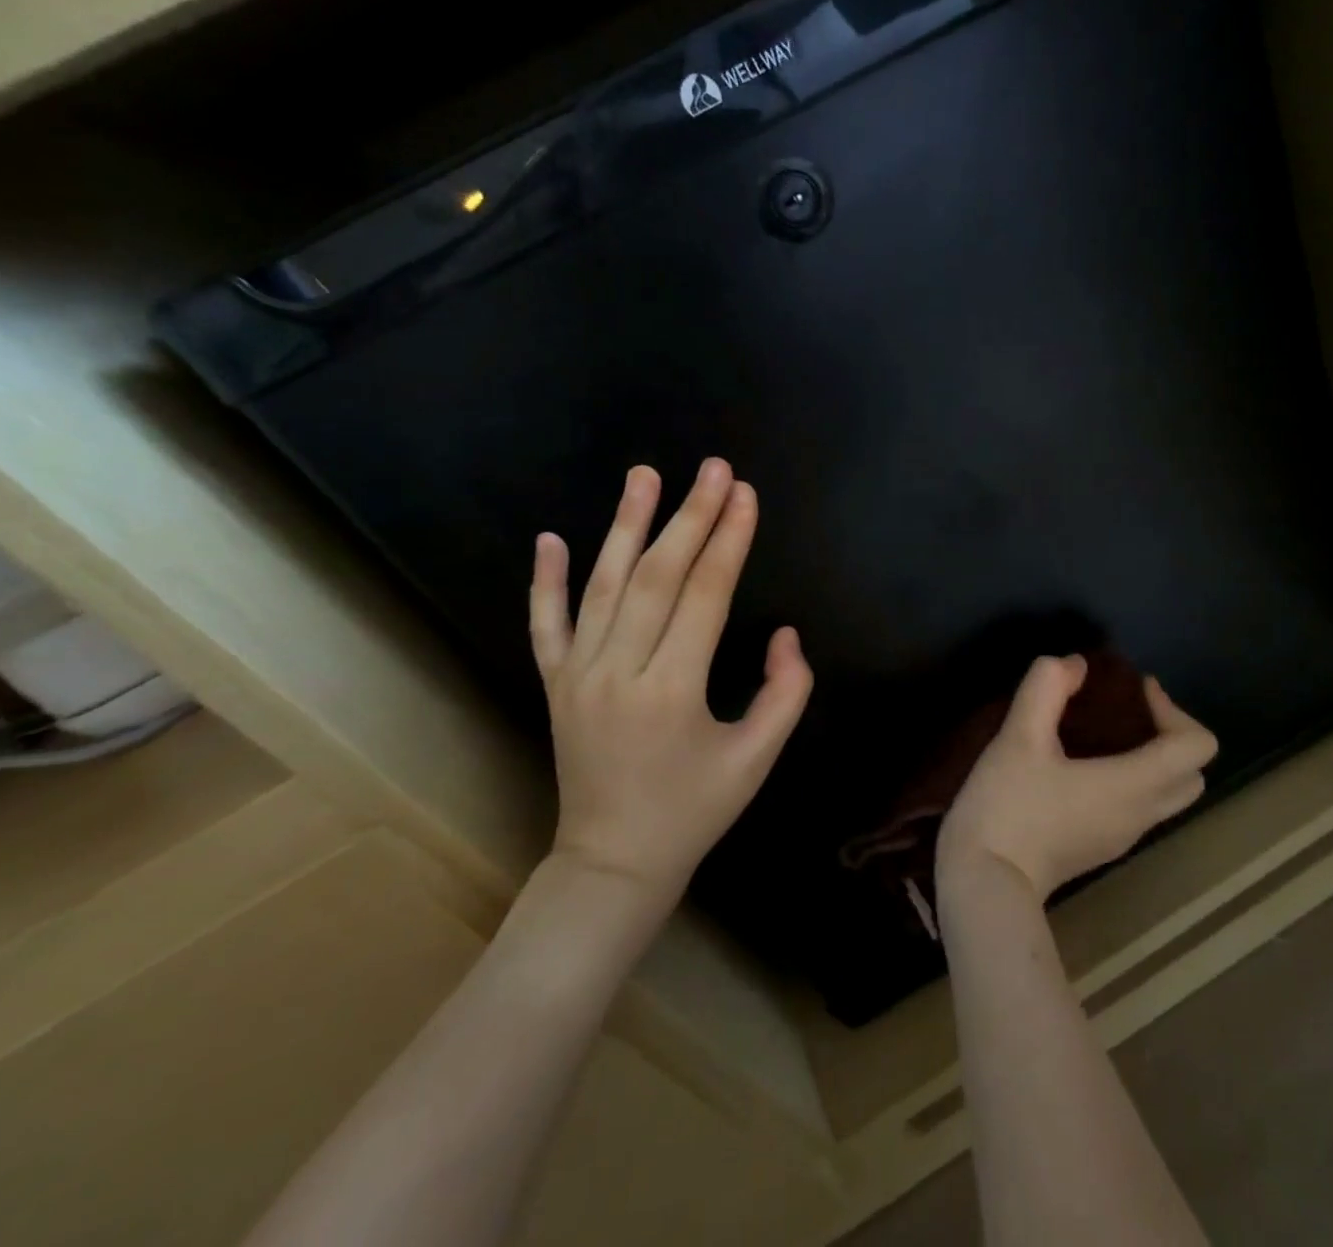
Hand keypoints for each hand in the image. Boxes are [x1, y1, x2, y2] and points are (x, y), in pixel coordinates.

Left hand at [528, 458, 812, 908]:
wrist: (613, 863)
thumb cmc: (694, 811)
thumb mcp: (757, 760)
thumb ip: (784, 693)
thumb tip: (786, 634)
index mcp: (672, 691)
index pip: (705, 596)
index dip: (729, 541)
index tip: (746, 495)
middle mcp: (619, 672)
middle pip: (656, 577)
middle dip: (690, 517)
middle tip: (713, 468)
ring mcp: (578, 675)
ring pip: (603, 586)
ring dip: (624, 525)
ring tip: (645, 474)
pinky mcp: (554, 684)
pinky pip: (546, 624)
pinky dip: (546, 581)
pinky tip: (550, 538)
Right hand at [938, 656, 1217, 901]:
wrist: (984, 884)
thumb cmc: (1008, 807)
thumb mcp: (1018, 737)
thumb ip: (1046, 688)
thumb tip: (1073, 665)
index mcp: (1133, 785)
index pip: (1197, 747)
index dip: (1173, 709)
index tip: (1133, 691)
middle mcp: (1140, 814)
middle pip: (1192, 774)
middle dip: (1170, 734)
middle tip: (1128, 710)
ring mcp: (1122, 837)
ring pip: (1167, 795)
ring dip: (1151, 758)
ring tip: (1102, 731)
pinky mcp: (1100, 847)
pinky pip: (1139, 807)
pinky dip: (1131, 779)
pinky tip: (1080, 764)